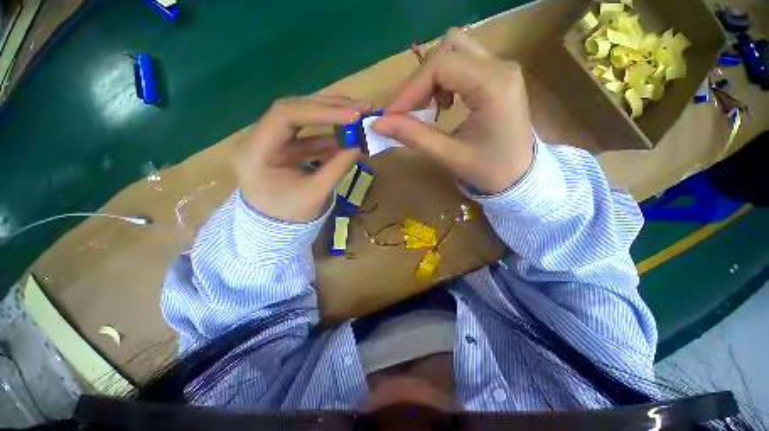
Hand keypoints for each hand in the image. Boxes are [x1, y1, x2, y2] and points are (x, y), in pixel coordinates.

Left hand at [233, 96, 367, 221]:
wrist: (275, 228)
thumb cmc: (289, 216)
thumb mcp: (315, 194)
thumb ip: (338, 167)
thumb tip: (361, 144)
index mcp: (254, 153)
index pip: (284, 115)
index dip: (321, 111)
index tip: (353, 115)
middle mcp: (257, 139)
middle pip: (294, 109)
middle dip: (330, 107)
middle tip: (361, 108)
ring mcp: (271, 140)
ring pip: (302, 117)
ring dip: (332, 116)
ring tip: (359, 115)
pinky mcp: (284, 146)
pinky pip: (308, 134)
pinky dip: (330, 133)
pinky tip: (348, 133)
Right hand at [374, 28, 533, 194]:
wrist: (519, 177)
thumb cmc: (489, 170)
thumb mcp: (449, 156)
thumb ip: (414, 137)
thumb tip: (379, 124)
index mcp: (494, 85)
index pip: (440, 65)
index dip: (409, 89)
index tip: (392, 115)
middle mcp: (500, 66)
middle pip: (447, 48)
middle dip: (420, 80)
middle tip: (411, 111)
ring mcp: (501, 67)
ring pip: (454, 49)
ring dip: (432, 76)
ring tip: (430, 107)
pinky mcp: (496, 75)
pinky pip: (462, 61)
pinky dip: (444, 78)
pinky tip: (444, 103)